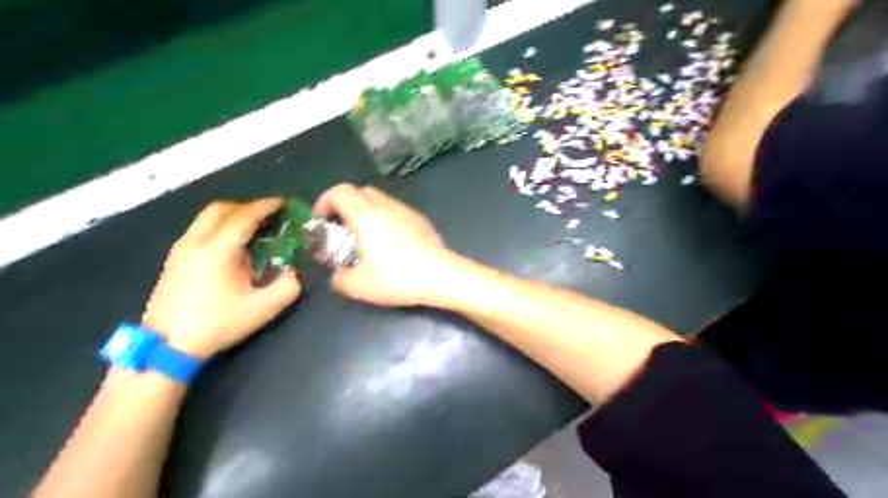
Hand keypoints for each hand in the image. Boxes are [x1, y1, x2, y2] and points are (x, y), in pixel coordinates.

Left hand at [143, 199, 300, 357]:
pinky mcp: (174, 260)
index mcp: (217, 250)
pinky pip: (200, 231)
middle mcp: (196, 242)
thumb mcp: (263, 309)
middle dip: (248, 207)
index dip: (266, 206)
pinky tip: (233, 249)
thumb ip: (288, 286)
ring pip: (207, 218)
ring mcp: (181, 250)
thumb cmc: (217, 324)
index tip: (283, 204)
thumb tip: (292, 272)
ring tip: (254, 232)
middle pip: (221, 209)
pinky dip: (220, 228)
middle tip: (269, 217)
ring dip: (233, 217)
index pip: (244, 216)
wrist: (167, 347)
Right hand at [314, 183, 452, 306]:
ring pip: (381, 200)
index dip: (325, 201)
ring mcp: (407, 211)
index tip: (321, 219)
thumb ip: (340, 278)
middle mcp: (387, 206)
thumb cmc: (397, 277)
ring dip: (367, 212)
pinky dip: (385, 219)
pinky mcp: (422, 221)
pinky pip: (397, 211)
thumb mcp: (359, 286)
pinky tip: (391, 244)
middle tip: (342, 229)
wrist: (441, 275)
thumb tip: (339, 275)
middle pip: (360, 191)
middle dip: (345, 206)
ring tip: (366, 238)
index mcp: (367, 215)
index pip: (340, 191)